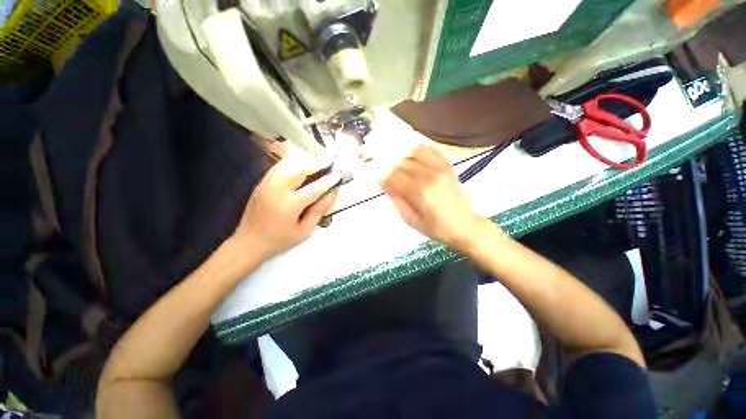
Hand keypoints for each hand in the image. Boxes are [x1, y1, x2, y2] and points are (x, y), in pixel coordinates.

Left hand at [234, 152, 340, 259]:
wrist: (249, 242)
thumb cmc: (281, 240)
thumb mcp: (305, 230)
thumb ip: (319, 210)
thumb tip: (333, 193)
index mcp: (290, 205)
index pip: (314, 188)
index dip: (329, 180)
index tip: (339, 174)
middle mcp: (278, 189)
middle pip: (299, 168)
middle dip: (316, 163)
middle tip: (328, 162)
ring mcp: (267, 184)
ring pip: (288, 163)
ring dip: (304, 161)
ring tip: (316, 162)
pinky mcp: (262, 183)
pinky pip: (279, 166)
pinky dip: (292, 163)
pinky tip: (300, 165)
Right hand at [380, 145, 484, 251]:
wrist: (465, 226)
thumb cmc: (436, 228)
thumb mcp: (412, 220)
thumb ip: (397, 200)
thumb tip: (384, 183)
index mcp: (420, 193)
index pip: (394, 176)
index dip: (384, 178)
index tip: (381, 183)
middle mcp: (430, 176)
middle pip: (402, 163)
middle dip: (391, 169)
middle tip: (390, 178)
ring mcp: (441, 169)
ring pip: (414, 152)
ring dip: (404, 158)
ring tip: (402, 169)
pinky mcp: (448, 166)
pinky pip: (431, 150)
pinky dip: (419, 151)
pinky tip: (415, 160)